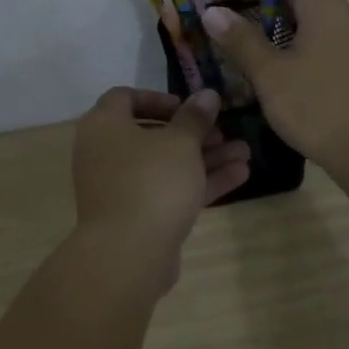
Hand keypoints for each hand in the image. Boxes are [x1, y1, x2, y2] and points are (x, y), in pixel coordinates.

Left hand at [71, 88, 251, 273]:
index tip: (188, 107)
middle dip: (193, 132)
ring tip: (245, 153)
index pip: (124, 98)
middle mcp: (105, 153)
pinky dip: (198, 182)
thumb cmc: (151, 182)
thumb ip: (195, 117)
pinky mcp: (137, 215)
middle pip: (151, 134)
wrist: (129, 254)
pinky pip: (168, 190)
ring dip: (204, 157)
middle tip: (223, 133)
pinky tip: (240, 175)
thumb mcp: (180, 143)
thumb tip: (206, 94)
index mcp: (103, 126)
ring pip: (165, 165)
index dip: (158, 98)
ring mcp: (120, 187)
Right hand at [201, 0, 348, 177]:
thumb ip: (241, 40)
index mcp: (327, 10)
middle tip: (224, 0)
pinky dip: (295, 33)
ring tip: (244, 27)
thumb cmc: (319, 108)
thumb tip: (212, 12)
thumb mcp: (270, 74)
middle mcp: (347, 18)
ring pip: (314, 14)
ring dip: (277, 13)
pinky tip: (276, 55)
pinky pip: (324, 35)